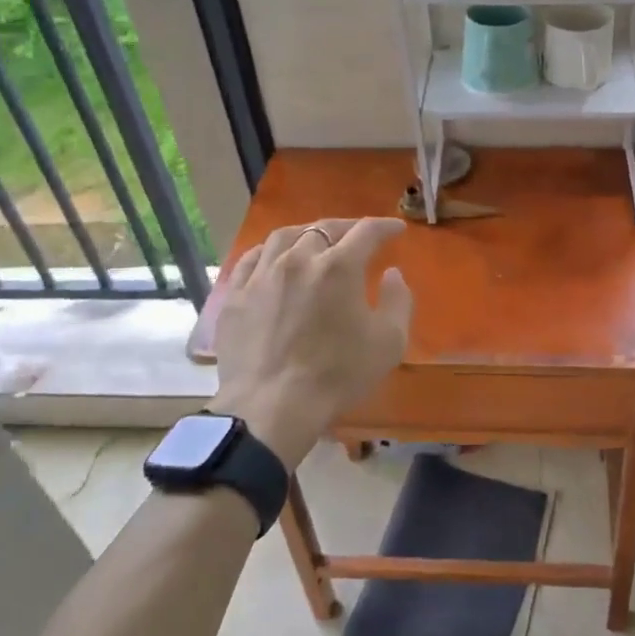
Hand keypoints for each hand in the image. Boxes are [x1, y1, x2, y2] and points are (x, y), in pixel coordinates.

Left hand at [208, 218, 412, 468]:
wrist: (270, 408)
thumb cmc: (337, 375)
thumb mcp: (389, 342)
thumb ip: (398, 301)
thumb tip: (392, 274)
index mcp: (338, 267)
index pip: (366, 231)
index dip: (384, 227)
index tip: (396, 229)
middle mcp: (298, 259)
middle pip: (324, 228)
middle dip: (347, 227)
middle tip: (358, 235)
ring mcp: (262, 275)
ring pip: (284, 237)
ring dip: (306, 233)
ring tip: (315, 240)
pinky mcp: (236, 296)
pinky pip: (251, 259)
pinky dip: (268, 251)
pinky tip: (273, 258)